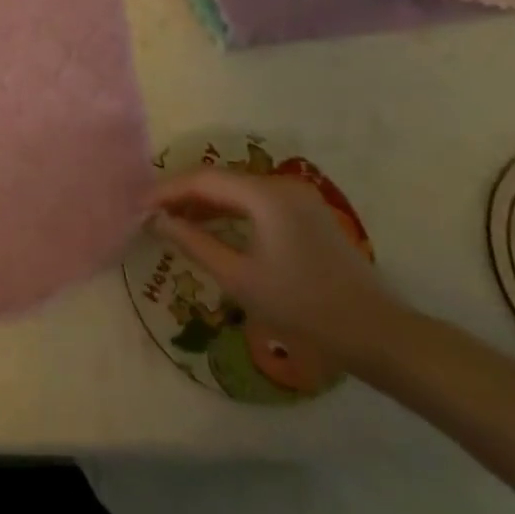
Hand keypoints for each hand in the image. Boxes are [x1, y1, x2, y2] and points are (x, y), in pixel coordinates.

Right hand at [149, 169, 402, 370]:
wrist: (375, 333)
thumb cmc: (302, 307)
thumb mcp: (239, 278)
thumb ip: (193, 243)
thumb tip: (158, 220)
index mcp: (265, 195)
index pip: (203, 180)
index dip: (167, 190)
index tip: (138, 207)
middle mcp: (281, 185)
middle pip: (220, 180)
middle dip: (183, 195)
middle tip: (151, 215)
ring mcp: (298, 198)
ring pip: (237, 191)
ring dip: (205, 204)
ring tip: (173, 222)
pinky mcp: (306, 214)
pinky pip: (256, 203)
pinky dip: (229, 213)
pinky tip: (210, 229)